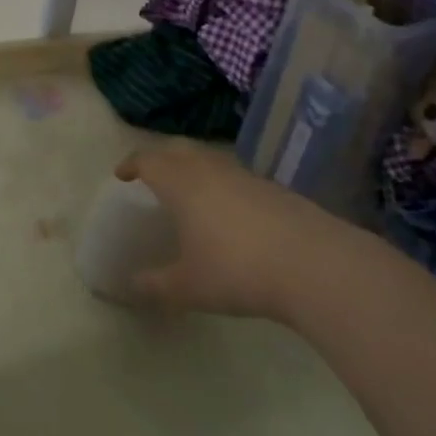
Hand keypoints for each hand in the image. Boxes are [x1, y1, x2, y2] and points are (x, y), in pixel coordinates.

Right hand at [117, 140, 343, 321]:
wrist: (313, 263)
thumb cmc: (237, 270)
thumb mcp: (189, 287)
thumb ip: (156, 285)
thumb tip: (130, 286)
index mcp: (181, 183)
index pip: (148, 160)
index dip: (132, 164)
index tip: (122, 174)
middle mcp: (209, 169)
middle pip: (179, 149)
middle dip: (161, 157)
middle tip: (151, 174)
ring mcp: (244, 175)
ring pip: (209, 158)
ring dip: (193, 167)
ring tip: (189, 191)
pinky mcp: (273, 188)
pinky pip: (234, 175)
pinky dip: (221, 183)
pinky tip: (228, 211)